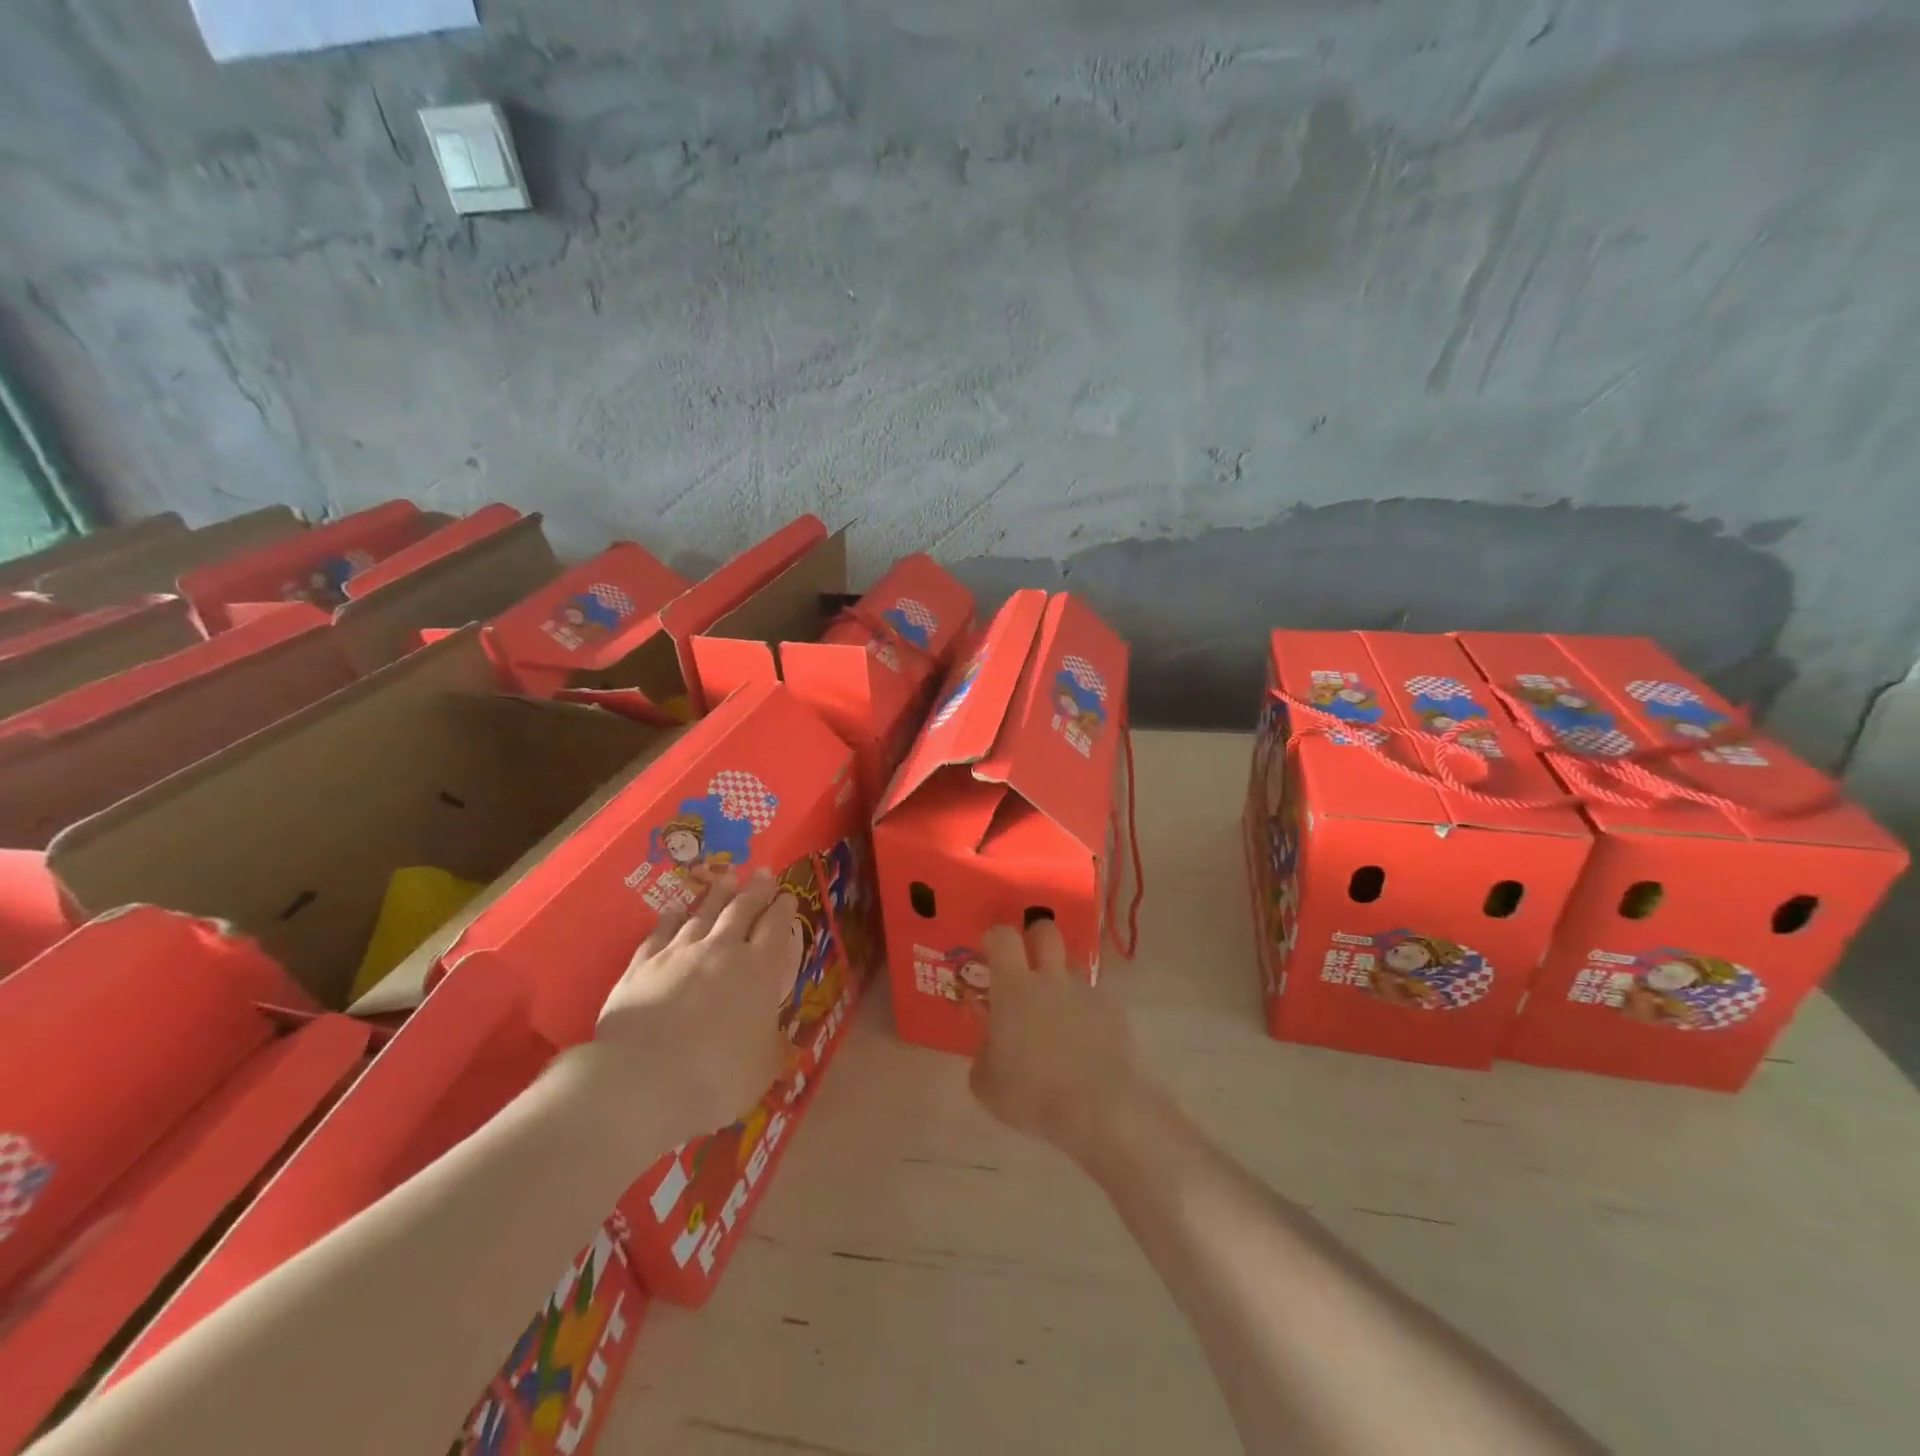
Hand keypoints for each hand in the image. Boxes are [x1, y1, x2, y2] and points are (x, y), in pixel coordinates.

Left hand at [585, 869, 797, 1151]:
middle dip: (755, 890)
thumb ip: (771, 1045)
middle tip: (762, 873)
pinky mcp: (642, 964)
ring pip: (702, 913)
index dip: (784, 909)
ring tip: (726, 881)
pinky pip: (660, 932)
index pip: (776, 929)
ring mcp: (679, 953)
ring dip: (717, 895)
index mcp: (759, 971)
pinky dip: (671, 919)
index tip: (788, 895)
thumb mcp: (762, 1067)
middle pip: (742, 910)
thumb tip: (777, 1038)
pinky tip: (673, 912)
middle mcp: (722, 951)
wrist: (644, 1080)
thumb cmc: (717, 1077)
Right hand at [968, 919, 1147, 1161]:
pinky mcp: (1113, 1010)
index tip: (990, 952)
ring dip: (1062, 979)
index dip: (995, 937)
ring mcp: (1085, 992)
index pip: (1003, 937)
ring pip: (1072, 965)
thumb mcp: (986, 1082)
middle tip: (1028, 961)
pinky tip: (1086, 1041)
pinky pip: (1095, 998)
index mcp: (1014, 988)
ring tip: (1059, 1011)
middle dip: (1035, 936)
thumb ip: (983, 1051)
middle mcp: (1051, 979)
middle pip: (1046, 930)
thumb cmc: (1031, 1095)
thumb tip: (990, 1040)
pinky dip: (1087, 1011)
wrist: (1097, 1110)